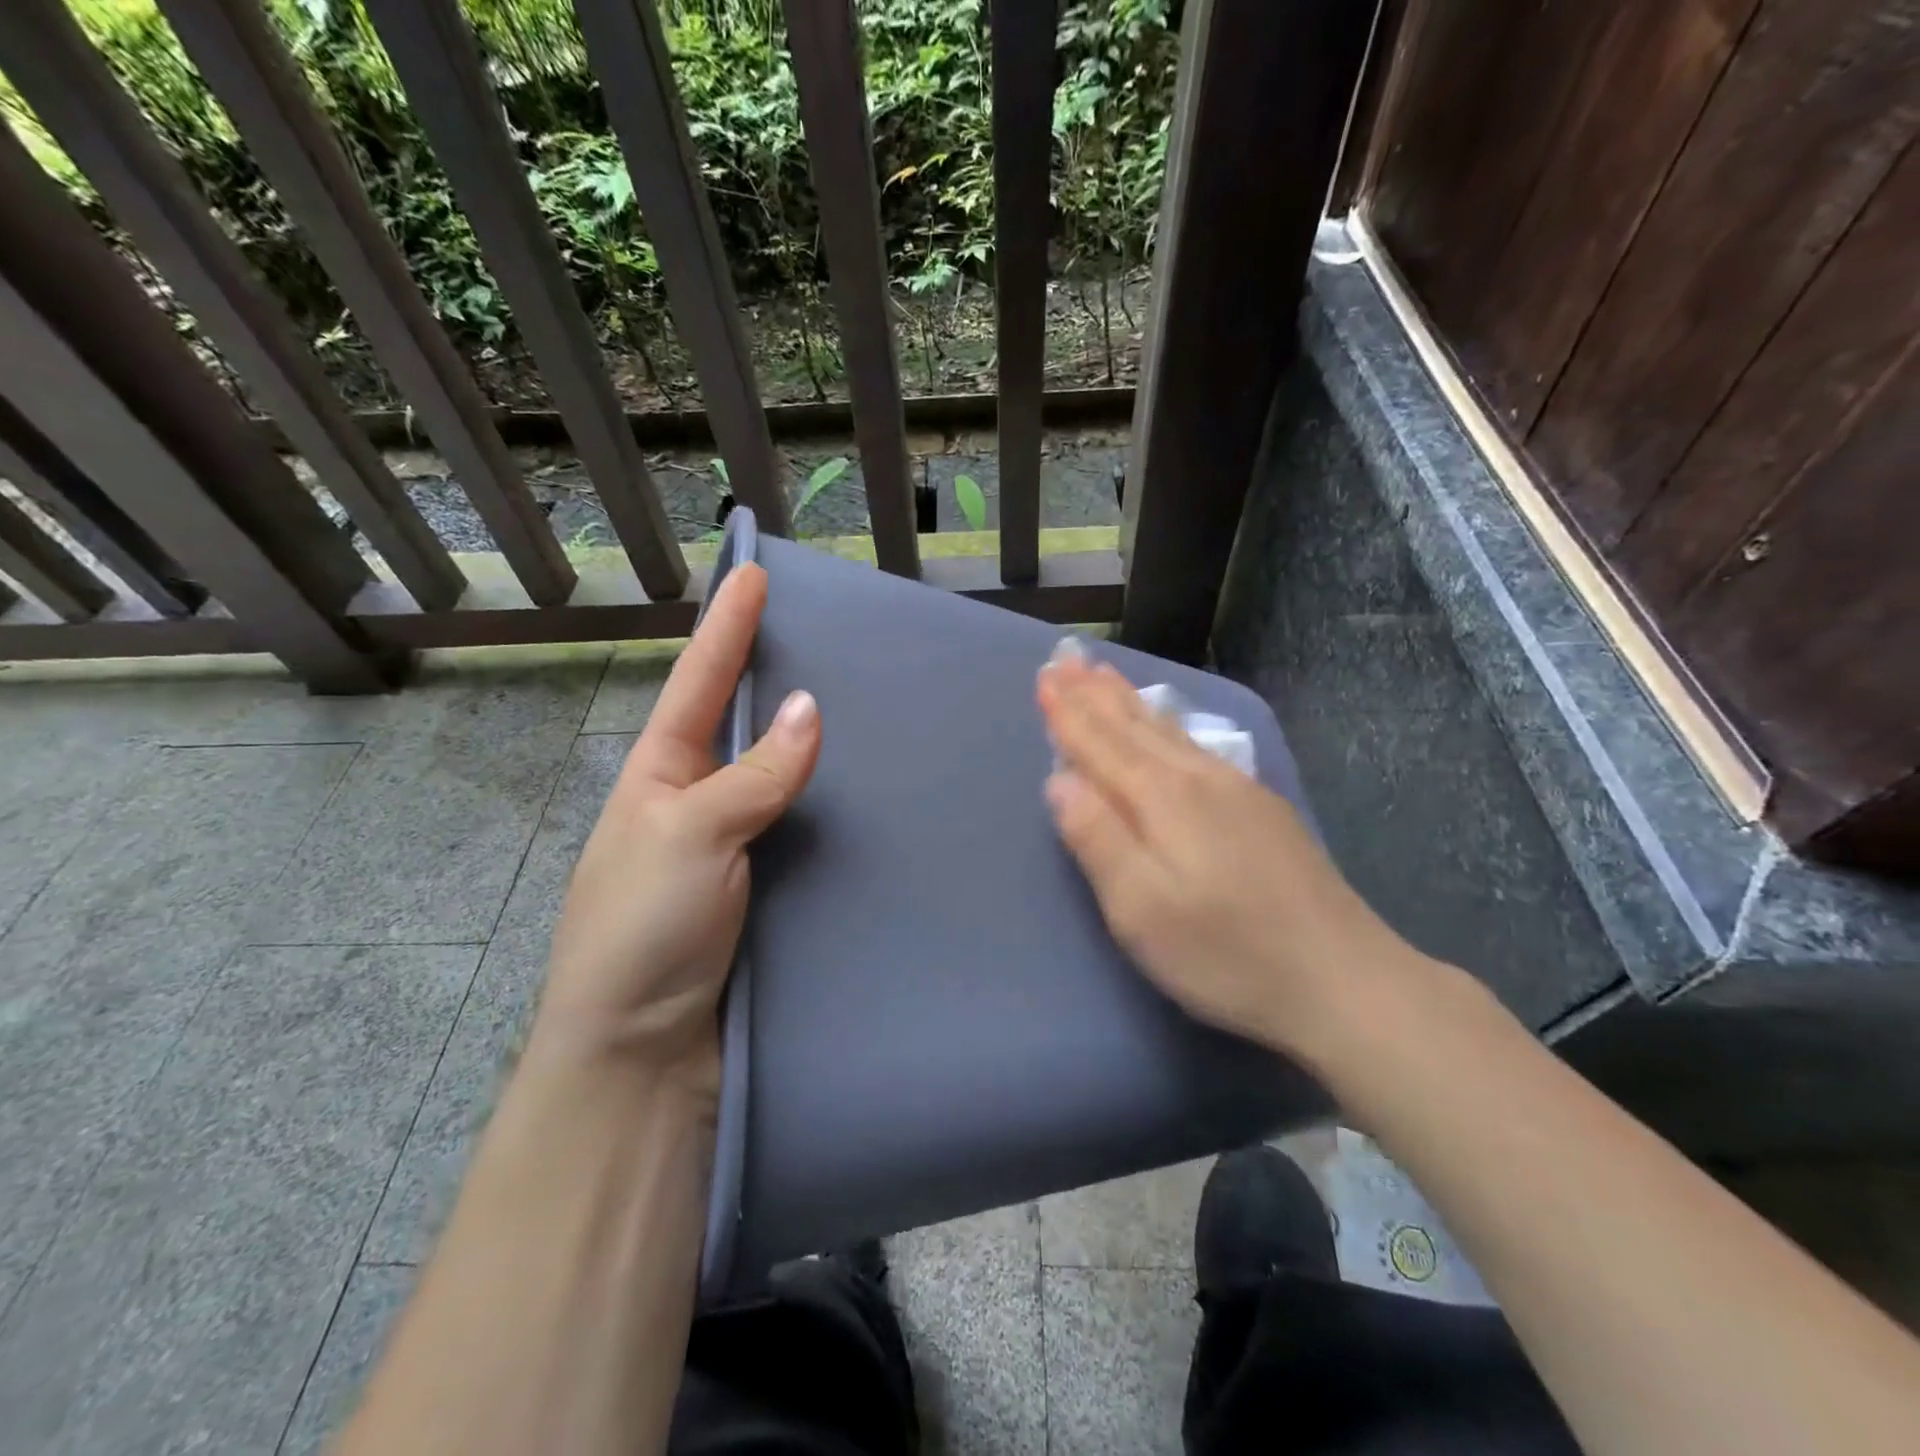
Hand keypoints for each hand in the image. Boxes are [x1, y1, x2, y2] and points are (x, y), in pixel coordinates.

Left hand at [535, 564, 820, 1091]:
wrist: (641, 1054)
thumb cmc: (642, 932)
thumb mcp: (687, 837)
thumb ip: (752, 775)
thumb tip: (810, 708)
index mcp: (660, 775)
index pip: (700, 683)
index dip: (726, 627)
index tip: (753, 571)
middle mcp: (696, 800)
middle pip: (742, 721)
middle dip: (772, 671)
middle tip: (823, 630)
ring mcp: (732, 844)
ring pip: (779, 774)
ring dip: (812, 739)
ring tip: (863, 698)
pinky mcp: (763, 887)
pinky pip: (801, 826)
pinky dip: (830, 800)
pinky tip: (867, 787)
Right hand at [1036, 651, 1424, 1065]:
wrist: (1345, 981)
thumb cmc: (1226, 954)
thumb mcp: (1141, 910)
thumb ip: (1096, 839)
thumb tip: (1059, 779)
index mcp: (1162, 799)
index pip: (1101, 744)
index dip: (1069, 712)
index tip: (1043, 676)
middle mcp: (1198, 779)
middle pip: (1136, 726)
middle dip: (1095, 692)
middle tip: (1067, 657)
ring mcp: (1237, 790)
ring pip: (1169, 731)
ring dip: (1130, 701)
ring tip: (1105, 673)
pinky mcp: (1263, 809)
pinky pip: (1198, 746)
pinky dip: (1169, 725)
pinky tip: (1170, 725)